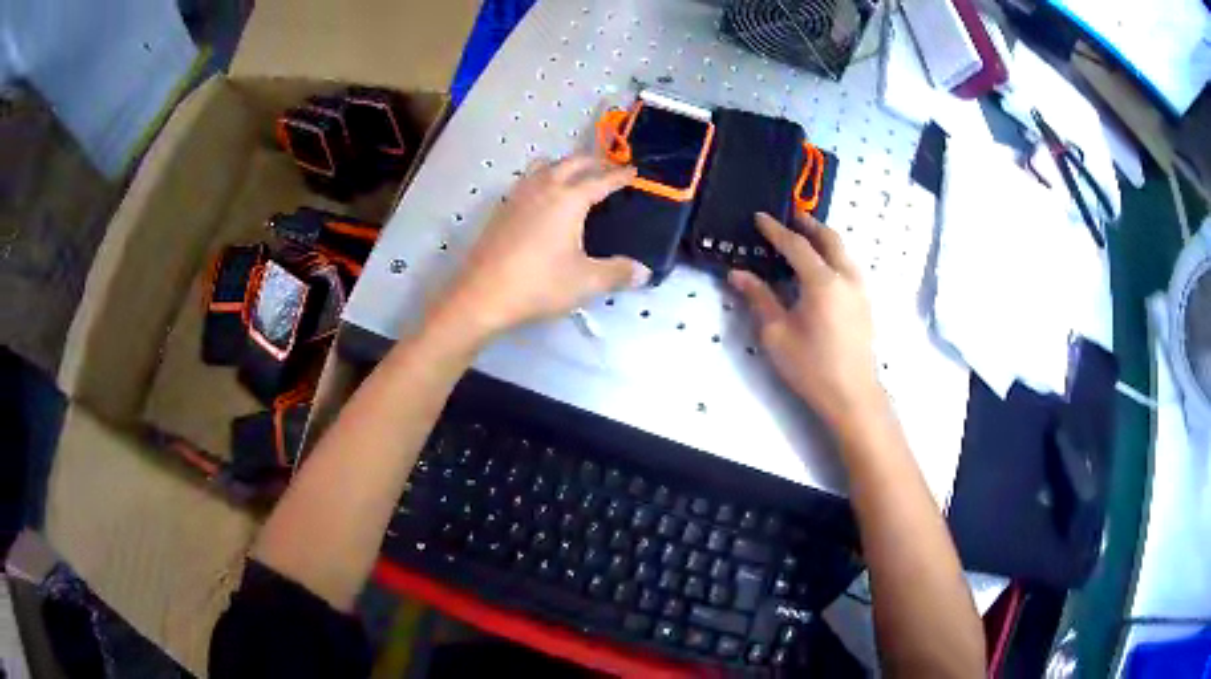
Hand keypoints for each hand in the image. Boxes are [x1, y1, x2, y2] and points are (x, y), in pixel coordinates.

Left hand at [436, 154, 649, 337]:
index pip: (601, 180)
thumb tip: (644, 272)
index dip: (620, 175)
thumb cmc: (538, 284)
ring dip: (565, 165)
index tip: (634, 172)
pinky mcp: (502, 209)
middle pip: (573, 162)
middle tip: (610, 169)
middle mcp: (544, 188)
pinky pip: (528, 180)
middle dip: (594, 162)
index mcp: (569, 199)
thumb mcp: (586, 282)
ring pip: (545, 165)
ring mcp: (519, 196)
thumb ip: (618, 273)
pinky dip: (544, 177)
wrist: (482, 295)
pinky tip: (543, 198)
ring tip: (576, 177)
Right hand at [730, 212, 885, 434]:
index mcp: (822, 281)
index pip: (796, 246)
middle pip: (829, 239)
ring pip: (843, 251)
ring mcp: (860, 289)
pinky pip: (849, 265)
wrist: (853, 395)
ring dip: (824, 238)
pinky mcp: (865, 302)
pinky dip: (834, 254)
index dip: (776, 230)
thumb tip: (737, 274)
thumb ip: (759, 298)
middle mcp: (845, 277)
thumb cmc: (811, 366)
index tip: (760, 217)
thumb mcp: (777, 334)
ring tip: (807, 237)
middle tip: (791, 217)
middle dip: (809, 225)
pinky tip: (823, 267)